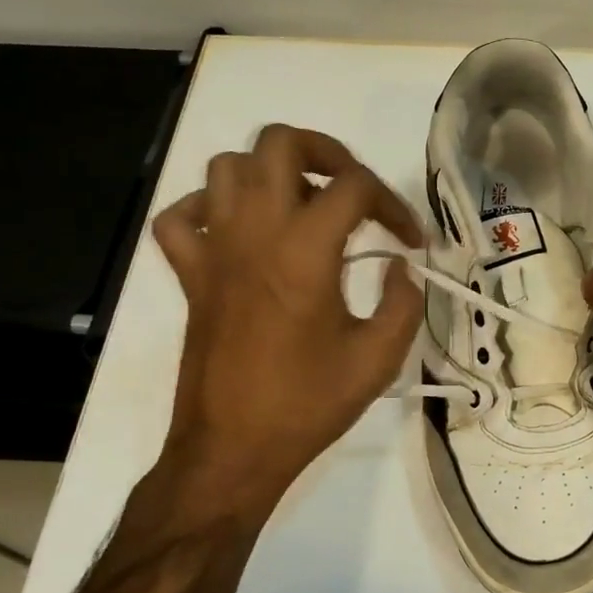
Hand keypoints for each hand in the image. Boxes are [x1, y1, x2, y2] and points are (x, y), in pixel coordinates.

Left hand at [147, 125, 422, 523]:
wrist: (234, 449)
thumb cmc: (310, 404)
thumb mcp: (380, 357)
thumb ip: (404, 301)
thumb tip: (402, 266)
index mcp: (306, 250)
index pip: (355, 187)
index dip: (394, 204)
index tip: (411, 241)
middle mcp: (254, 233)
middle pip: (279, 143)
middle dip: (326, 152)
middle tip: (353, 190)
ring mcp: (213, 250)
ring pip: (227, 167)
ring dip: (270, 174)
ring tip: (302, 207)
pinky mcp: (189, 274)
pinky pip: (181, 217)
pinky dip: (208, 209)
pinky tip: (240, 233)